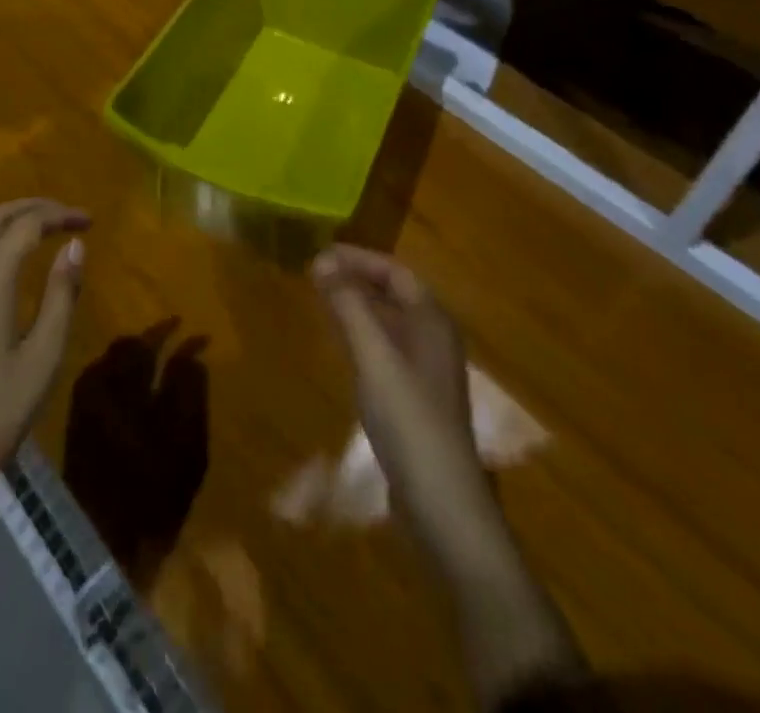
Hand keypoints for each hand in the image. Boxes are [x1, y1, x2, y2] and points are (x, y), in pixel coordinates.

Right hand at [312, 245, 500, 579]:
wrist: (443, 506)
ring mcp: (427, 372)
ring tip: (322, 300)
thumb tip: (321, 260)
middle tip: (315, 273)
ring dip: (358, 305)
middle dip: (357, 278)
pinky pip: (387, 349)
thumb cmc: (410, 420)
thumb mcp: (374, 356)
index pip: (396, 271)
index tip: (320, 253)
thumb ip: (348, 306)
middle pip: (395, 293)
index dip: (359, 258)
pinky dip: (363, 335)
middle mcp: (435, 339)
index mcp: (433, 321)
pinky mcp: (417, 400)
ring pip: (390, 322)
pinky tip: (341, 346)